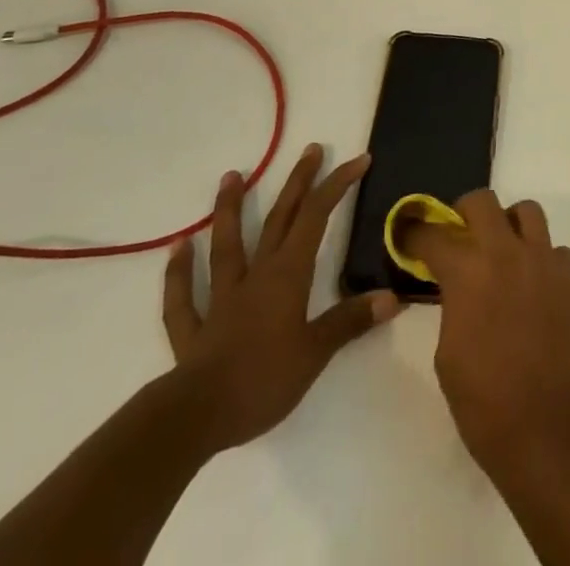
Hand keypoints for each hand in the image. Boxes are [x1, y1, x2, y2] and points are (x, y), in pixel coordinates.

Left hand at [160, 145, 401, 453]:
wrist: (195, 418)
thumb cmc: (262, 379)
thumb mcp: (316, 352)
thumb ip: (350, 321)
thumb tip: (392, 298)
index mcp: (288, 274)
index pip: (317, 216)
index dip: (338, 184)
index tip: (359, 160)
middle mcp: (256, 275)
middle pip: (279, 219)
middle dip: (298, 182)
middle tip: (311, 149)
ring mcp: (221, 299)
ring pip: (227, 246)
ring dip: (228, 210)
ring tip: (230, 177)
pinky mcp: (193, 330)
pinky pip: (184, 296)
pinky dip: (180, 272)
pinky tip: (177, 249)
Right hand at [403, 190, 569, 472]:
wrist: (548, 426)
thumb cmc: (484, 402)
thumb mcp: (447, 353)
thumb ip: (452, 305)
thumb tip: (457, 289)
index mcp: (468, 273)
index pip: (434, 235)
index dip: (415, 233)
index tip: (407, 234)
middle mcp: (506, 252)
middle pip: (483, 201)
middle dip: (465, 211)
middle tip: (460, 233)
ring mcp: (544, 259)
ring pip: (527, 211)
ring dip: (510, 224)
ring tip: (504, 250)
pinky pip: (554, 248)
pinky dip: (541, 257)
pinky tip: (535, 284)